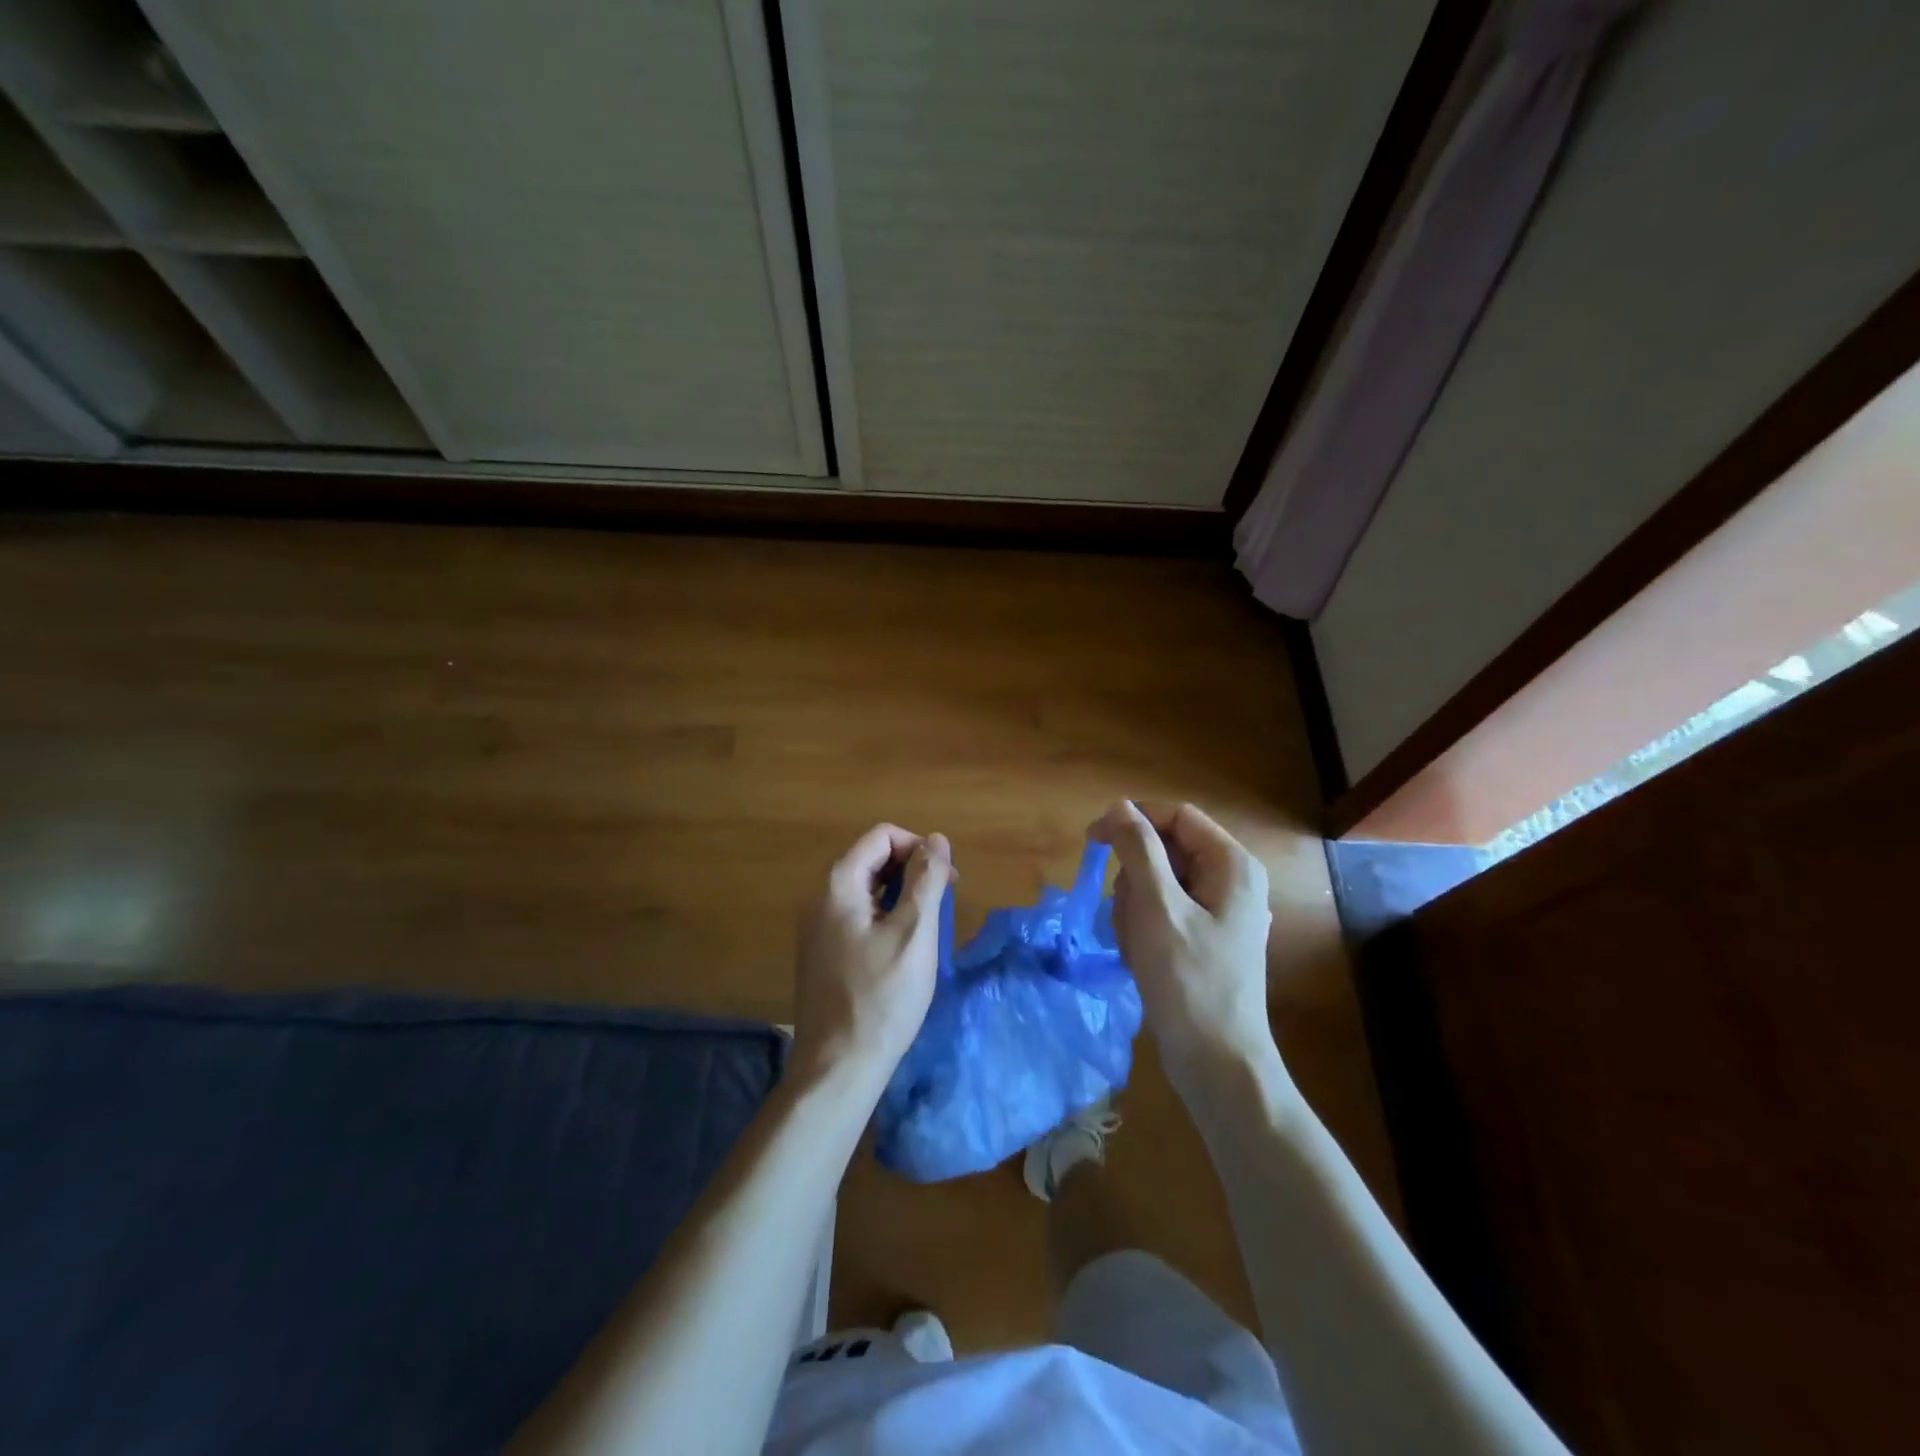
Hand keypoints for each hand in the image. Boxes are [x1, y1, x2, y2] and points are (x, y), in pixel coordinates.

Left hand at [791, 824, 952, 1092]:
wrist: (838, 1066)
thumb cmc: (882, 997)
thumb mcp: (915, 933)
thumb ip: (926, 880)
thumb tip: (936, 839)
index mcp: (839, 885)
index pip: (881, 836)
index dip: (918, 847)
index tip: (946, 878)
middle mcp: (820, 898)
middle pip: (870, 859)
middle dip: (911, 869)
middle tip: (944, 899)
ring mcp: (817, 928)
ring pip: (865, 889)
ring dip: (900, 893)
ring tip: (928, 923)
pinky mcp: (822, 953)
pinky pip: (857, 915)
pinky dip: (885, 916)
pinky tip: (903, 946)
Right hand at [1090, 800, 1282, 1091]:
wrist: (1216, 1062)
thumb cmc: (1188, 979)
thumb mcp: (1157, 907)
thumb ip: (1138, 849)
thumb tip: (1119, 806)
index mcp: (1231, 864)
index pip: (1175, 816)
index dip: (1132, 822)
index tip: (1091, 842)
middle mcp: (1231, 881)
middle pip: (1164, 850)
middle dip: (1133, 878)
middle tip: (1126, 916)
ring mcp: (1219, 912)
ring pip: (1157, 883)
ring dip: (1134, 908)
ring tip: (1137, 946)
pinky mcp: (1205, 939)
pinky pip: (1162, 913)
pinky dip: (1143, 929)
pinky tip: (1142, 959)